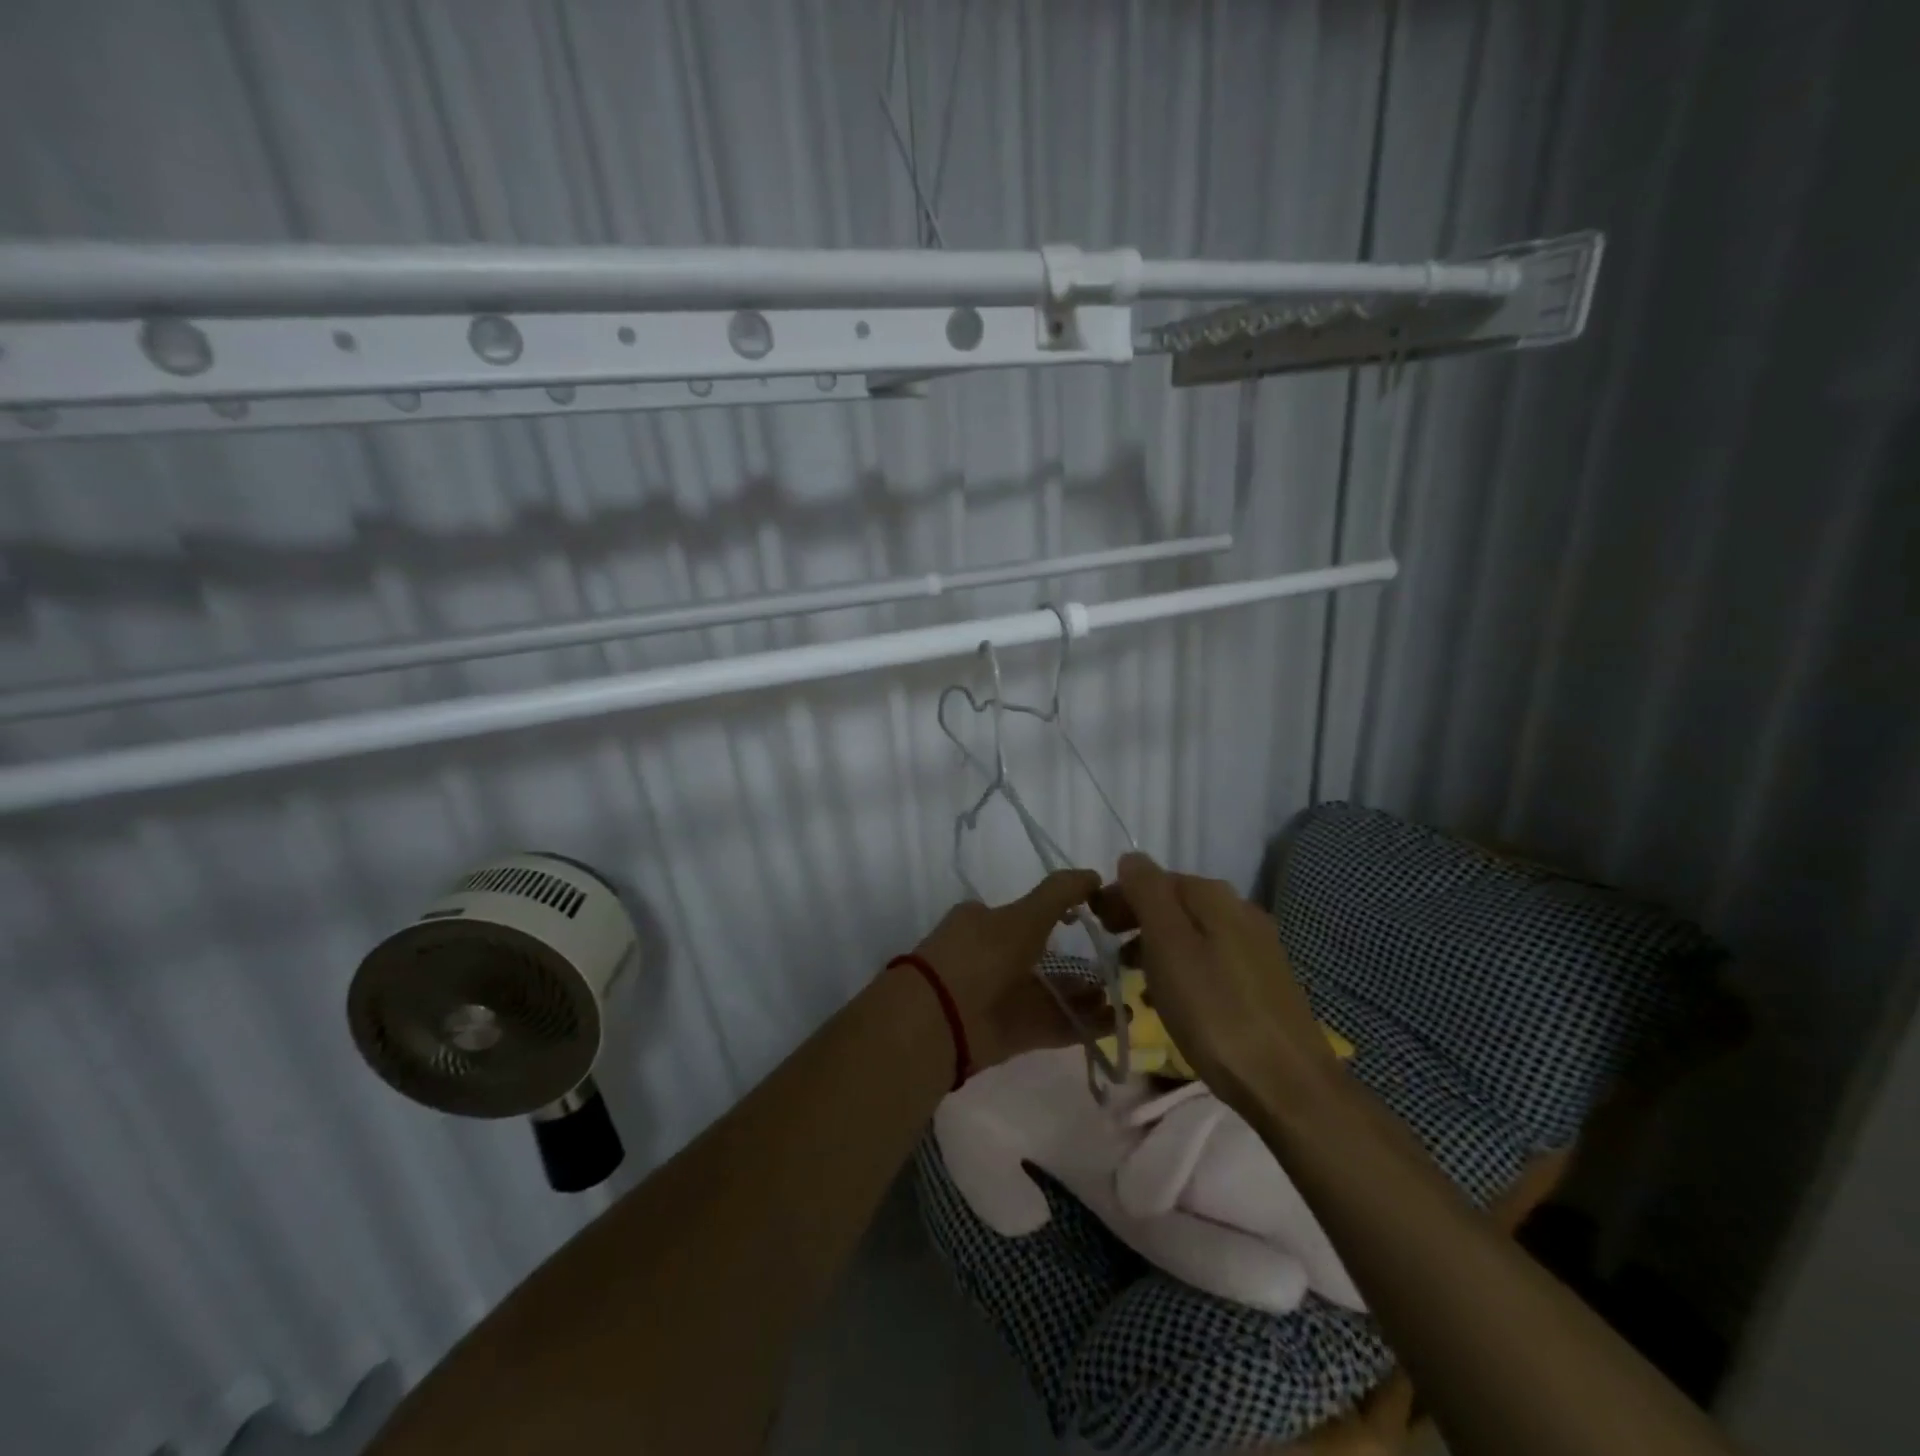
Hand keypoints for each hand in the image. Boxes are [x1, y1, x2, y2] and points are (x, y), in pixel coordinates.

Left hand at [913, 870, 1111, 1070]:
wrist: (940, 1020)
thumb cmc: (981, 956)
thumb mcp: (1022, 916)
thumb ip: (1059, 894)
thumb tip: (1093, 875)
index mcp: (984, 922)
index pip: (1027, 914)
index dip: (1061, 914)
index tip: (1093, 917)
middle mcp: (993, 957)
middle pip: (1043, 957)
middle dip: (1078, 962)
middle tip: (1116, 964)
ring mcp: (1003, 997)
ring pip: (1052, 992)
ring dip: (1086, 994)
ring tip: (1124, 997)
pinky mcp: (1014, 1033)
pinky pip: (1055, 1024)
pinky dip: (1084, 1023)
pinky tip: (1116, 1022)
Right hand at [1094, 851, 1342, 1114]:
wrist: (1288, 1084)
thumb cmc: (1215, 1010)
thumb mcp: (1168, 946)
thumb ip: (1147, 894)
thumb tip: (1132, 858)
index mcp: (1214, 897)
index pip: (1155, 878)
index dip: (1120, 896)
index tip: (1095, 926)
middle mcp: (1241, 910)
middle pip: (1176, 904)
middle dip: (1138, 921)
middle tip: (1110, 952)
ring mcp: (1258, 947)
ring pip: (1193, 934)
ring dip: (1158, 947)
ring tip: (1134, 980)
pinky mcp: (1266, 982)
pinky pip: (1211, 961)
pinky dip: (1183, 969)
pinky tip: (1173, 1000)